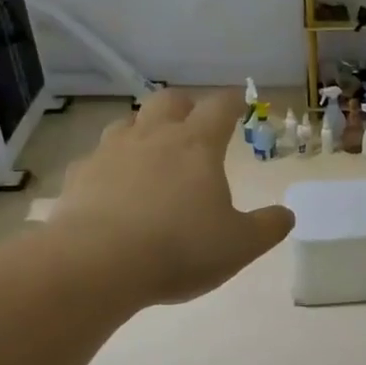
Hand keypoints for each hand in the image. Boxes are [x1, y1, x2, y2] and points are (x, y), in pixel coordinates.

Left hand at [51, 90, 293, 305]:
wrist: (98, 263)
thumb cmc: (181, 248)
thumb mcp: (241, 245)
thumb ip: (268, 227)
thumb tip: (286, 215)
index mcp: (197, 146)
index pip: (220, 107)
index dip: (233, 102)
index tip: (240, 103)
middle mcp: (153, 137)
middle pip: (169, 101)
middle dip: (185, 105)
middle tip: (194, 120)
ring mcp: (110, 153)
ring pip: (128, 123)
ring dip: (144, 129)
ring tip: (152, 150)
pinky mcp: (79, 176)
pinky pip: (96, 158)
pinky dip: (110, 165)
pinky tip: (113, 186)